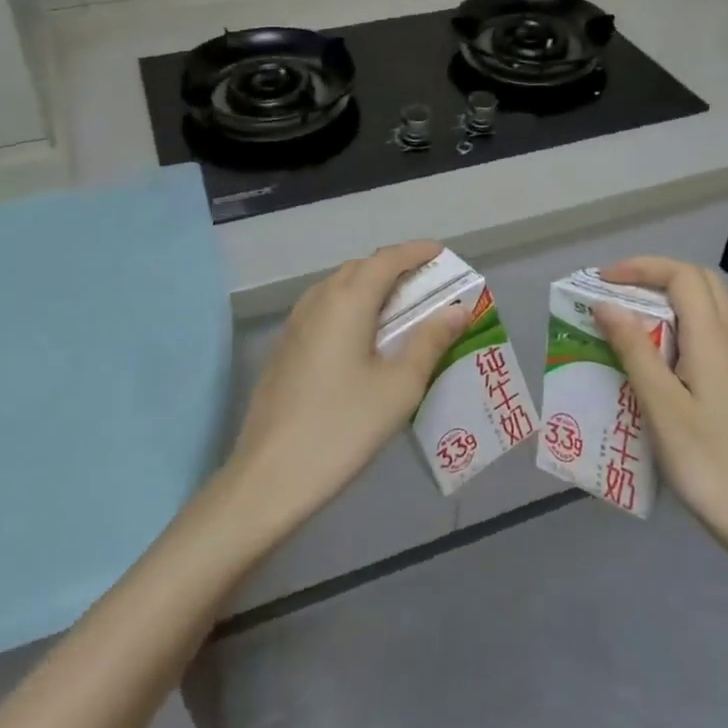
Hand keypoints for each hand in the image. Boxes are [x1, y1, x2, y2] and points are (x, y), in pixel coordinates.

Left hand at [221, 241, 469, 541]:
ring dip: (372, 289)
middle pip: (361, 268)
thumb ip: (430, 341)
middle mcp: (317, 300)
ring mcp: (295, 324)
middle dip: (396, 269)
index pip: (387, 259)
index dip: (417, 252)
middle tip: (429, 288)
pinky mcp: (285, 348)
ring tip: (402, 312)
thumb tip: (458, 309)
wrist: (269, 475)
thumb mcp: (399, 387)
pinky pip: (325, 310)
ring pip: (339, 288)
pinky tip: (364, 340)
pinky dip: (352, 309)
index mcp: (347, 300)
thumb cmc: (343, 427)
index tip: (443, 254)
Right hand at [594, 257, 727, 576]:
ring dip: (672, 298)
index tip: (603, 281)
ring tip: (634, 320)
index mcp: (713, 339)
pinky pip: (713, 333)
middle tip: (618, 294)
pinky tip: (661, 358)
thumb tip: (606, 304)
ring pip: (711, 306)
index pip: (682, 276)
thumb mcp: (661, 407)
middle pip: (700, 282)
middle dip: (656, 276)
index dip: (641, 267)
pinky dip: (684, 324)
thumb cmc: (709, 462)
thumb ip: (634, 350)